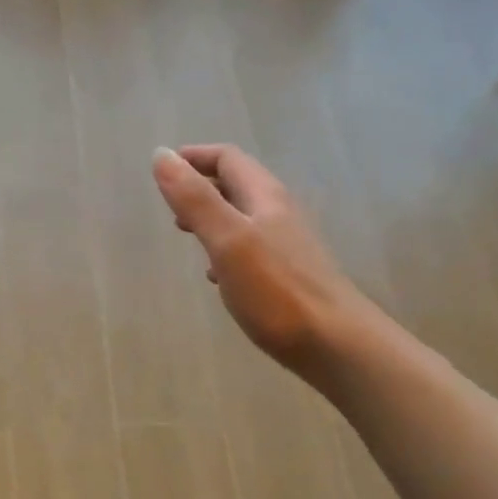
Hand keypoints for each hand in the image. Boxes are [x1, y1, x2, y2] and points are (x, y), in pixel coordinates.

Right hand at [152, 144, 368, 375]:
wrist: (336, 344)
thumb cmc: (276, 290)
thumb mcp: (227, 240)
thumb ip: (194, 199)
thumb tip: (161, 154)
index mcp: (264, 197)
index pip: (228, 159)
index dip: (194, 157)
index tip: (163, 167)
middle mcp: (279, 214)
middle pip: (237, 185)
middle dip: (201, 186)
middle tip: (170, 204)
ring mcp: (287, 245)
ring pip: (243, 217)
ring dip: (212, 217)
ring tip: (186, 233)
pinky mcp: (288, 275)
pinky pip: (250, 249)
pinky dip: (225, 249)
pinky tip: (215, 275)